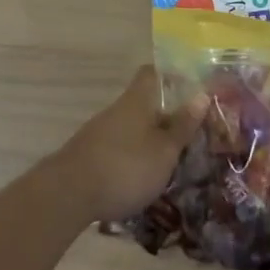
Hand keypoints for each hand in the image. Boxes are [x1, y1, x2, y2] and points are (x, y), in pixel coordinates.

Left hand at [56, 67, 202, 222]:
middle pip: (144, 103)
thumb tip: (202, 94)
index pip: (152, 73)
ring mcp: (99, 132)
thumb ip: (183, 125)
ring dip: (150, 139)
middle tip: (190, 134)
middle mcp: (117, 110)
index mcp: (137, 100)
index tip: (191, 90)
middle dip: (165, 116)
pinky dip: (133, 157)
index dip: (172, 77)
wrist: (68, 195)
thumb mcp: (164, 150)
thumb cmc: (126, 167)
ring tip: (172, 161)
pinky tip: (143, 178)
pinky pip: (119, 147)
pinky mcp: (89, 154)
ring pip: (132, 127)